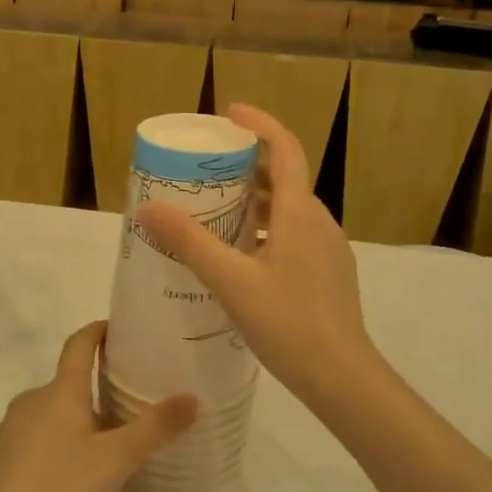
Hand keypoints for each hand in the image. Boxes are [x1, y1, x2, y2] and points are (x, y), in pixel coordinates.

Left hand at [0, 322, 194, 491]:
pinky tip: (82, 474)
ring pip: (56, 413)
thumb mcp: (116, 459)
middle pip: (70, 382)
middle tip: (137, 398)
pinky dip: (65, 443)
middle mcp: (33, 401)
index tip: (122, 328)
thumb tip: (191, 397)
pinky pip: (42, 439)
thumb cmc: (58, 488)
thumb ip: (155, 428)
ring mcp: (13, 431)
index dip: (99, 331)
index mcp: (59, 390)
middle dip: (100, 386)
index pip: (79, 344)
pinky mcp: (3, 461)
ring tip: (116, 441)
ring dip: (83, 419)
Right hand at [136, 104, 382, 414]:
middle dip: (249, 167)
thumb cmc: (288, 323)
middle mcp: (318, 223)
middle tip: (209, 170)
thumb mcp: (231, 281)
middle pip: (285, 179)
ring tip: (216, 211)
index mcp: (299, 213)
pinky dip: (266, 230)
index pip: (286, 150)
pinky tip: (240, 257)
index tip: (230, 113)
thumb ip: (190, 242)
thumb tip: (149, 207)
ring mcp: (327, 250)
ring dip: (256, 202)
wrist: (342, 378)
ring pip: (289, 211)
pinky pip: (293, 236)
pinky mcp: (327, 275)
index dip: (261, 125)